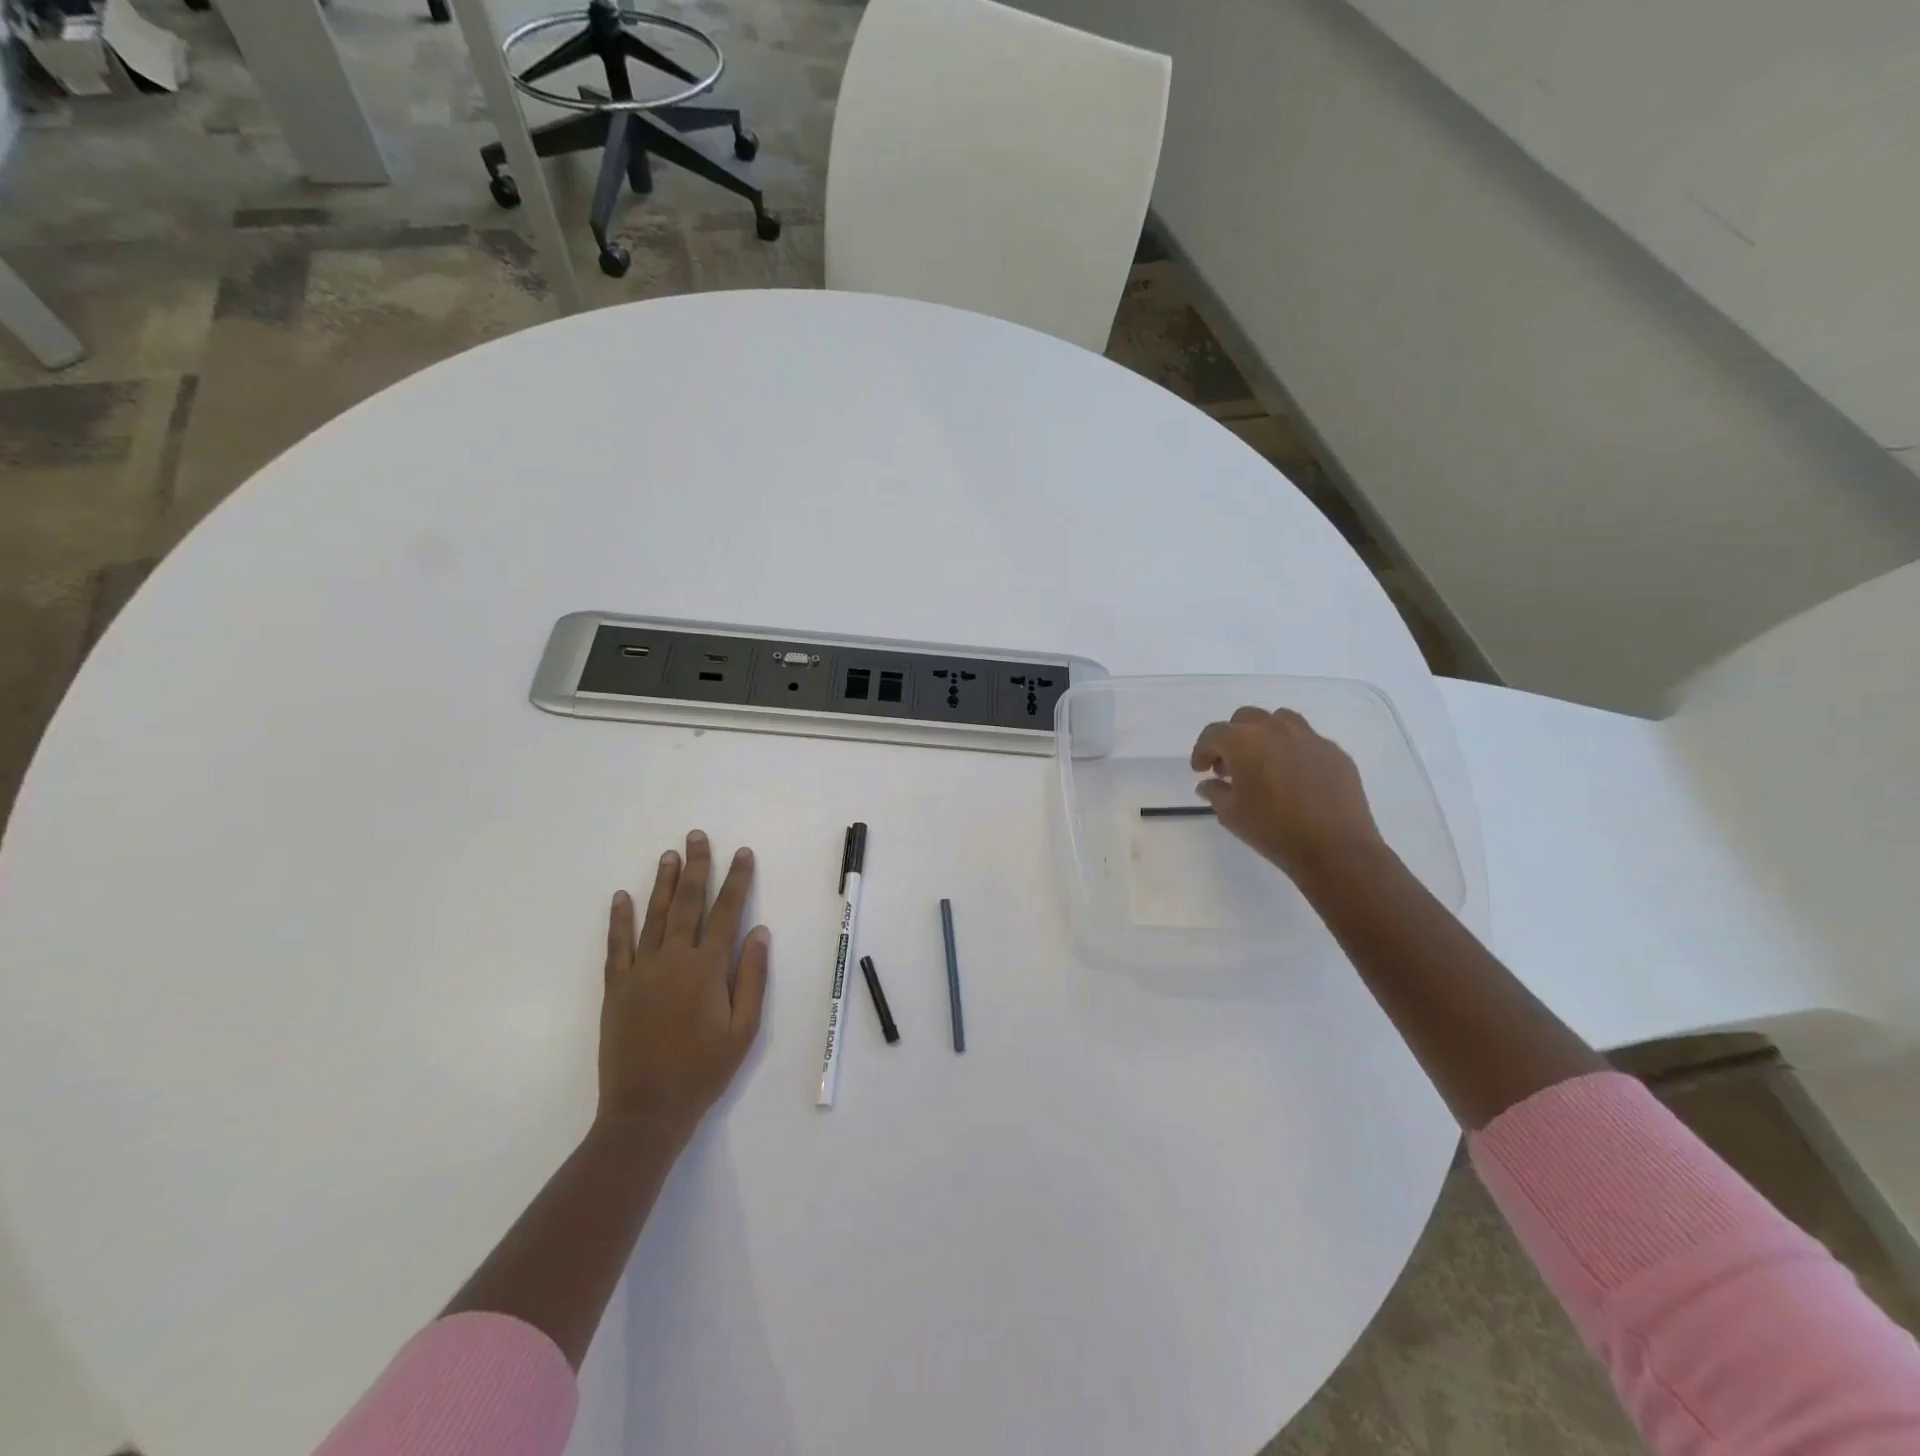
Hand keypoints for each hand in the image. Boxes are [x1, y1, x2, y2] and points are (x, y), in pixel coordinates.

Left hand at [598, 831, 769, 1146]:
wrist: (646, 1111)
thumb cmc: (704, 1071)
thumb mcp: (744, 1029)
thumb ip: (751, 977)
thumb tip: (758, 931)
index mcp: (707, 969)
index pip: (726, 912)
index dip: (736, 880)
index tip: (742, 853)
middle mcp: (673, 960)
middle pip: (686, 903)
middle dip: (695, 867)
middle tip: (696, 837)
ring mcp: (640, 972)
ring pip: (652, 916)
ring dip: (662, 883)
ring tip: (668, 855)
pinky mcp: (616, 988)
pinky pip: (616, 945)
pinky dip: (619, 919)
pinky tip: (621, 896)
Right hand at [1190, 707, 1386, 883]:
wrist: (1335, 849)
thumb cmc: (1273, 830)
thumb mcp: (1231, 815)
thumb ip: (1215, 792)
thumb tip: (1209, 784)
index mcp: (1244, 742)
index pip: (1214, 734)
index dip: (1202, 750)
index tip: (1201, 770)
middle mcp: (1276, 730)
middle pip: (1246, 719)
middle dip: (1233, 738)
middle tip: (1230, 766)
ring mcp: (1310, 738)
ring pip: (1280, 721)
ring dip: (1265, 736)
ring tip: (1264, 762)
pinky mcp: (1335, 752)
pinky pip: (1307, 741)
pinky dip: (1294, 751)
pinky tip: (1295, 778)